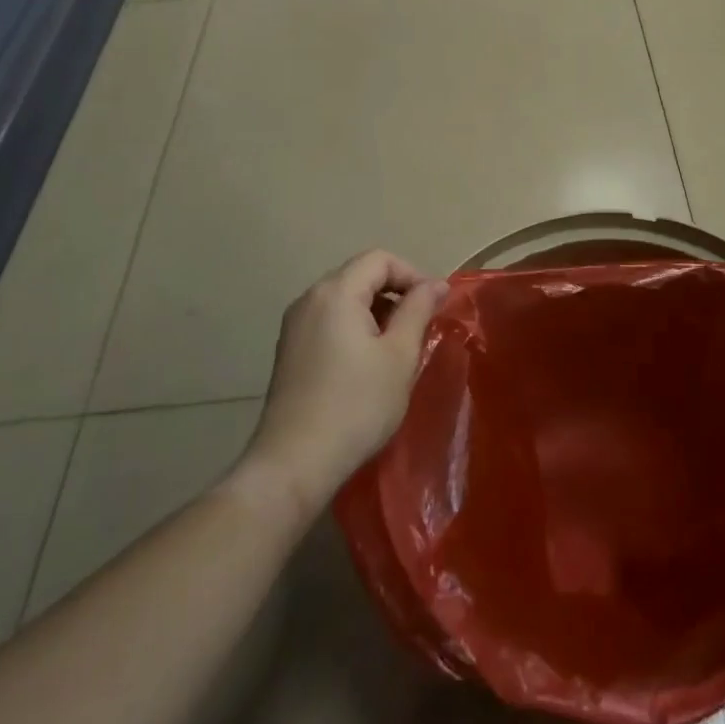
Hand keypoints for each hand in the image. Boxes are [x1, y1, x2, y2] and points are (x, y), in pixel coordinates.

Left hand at [246, 250, 447, 508]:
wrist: (294, 463)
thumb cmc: (356, 405)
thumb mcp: (400, 355)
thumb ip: (419, 310)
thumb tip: (435, 284)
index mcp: (335, 292)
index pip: (380, 259)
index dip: (413, 274)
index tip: (434, 306)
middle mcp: (309, 299)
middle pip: (360, 275)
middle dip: (396, 293)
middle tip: (420, 327)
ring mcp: (294, 326)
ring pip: (345, 299)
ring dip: (377, 311)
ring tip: (398, 347)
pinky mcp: (289, 350)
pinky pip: (329, 320)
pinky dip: (355, 327)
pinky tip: (367, 364)